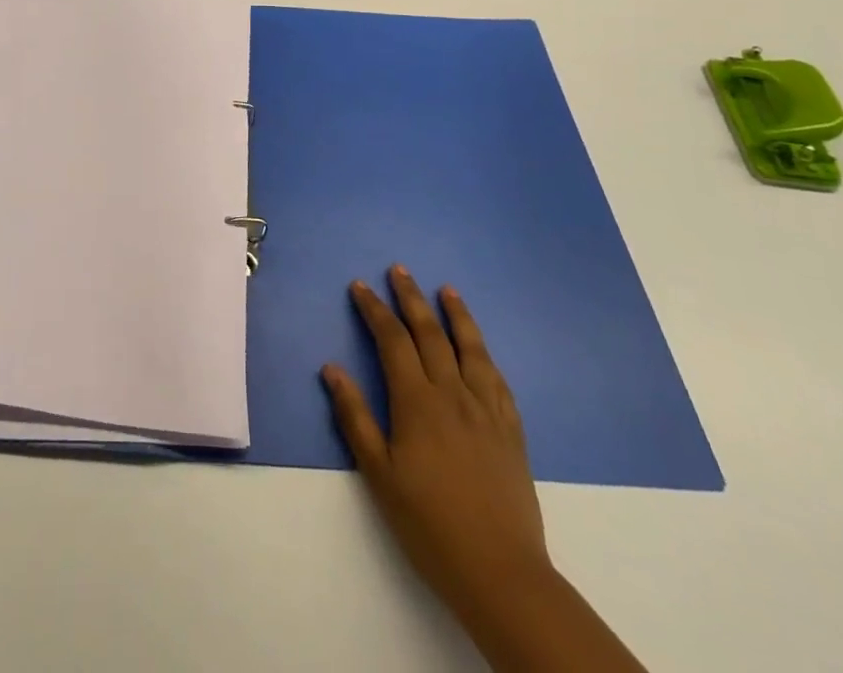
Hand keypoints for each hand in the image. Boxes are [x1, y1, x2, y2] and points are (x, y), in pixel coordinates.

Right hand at [321, 267, 548, 613]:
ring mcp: (487, 411)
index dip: (375, 310)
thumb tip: (331, 368)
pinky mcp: (511, 431)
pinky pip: (498, 380)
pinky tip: (480, 348)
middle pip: (430, 334)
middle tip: (399, 270)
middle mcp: (453, 394)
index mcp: (418, 402)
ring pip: (471, 348)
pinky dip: (485, 354)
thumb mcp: (379, 475)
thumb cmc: (429, 524)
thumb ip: (355, 417)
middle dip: (411, 298)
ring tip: (446, 290)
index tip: (360, 286)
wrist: (501, 573)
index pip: (393, 341)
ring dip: (456, 315)